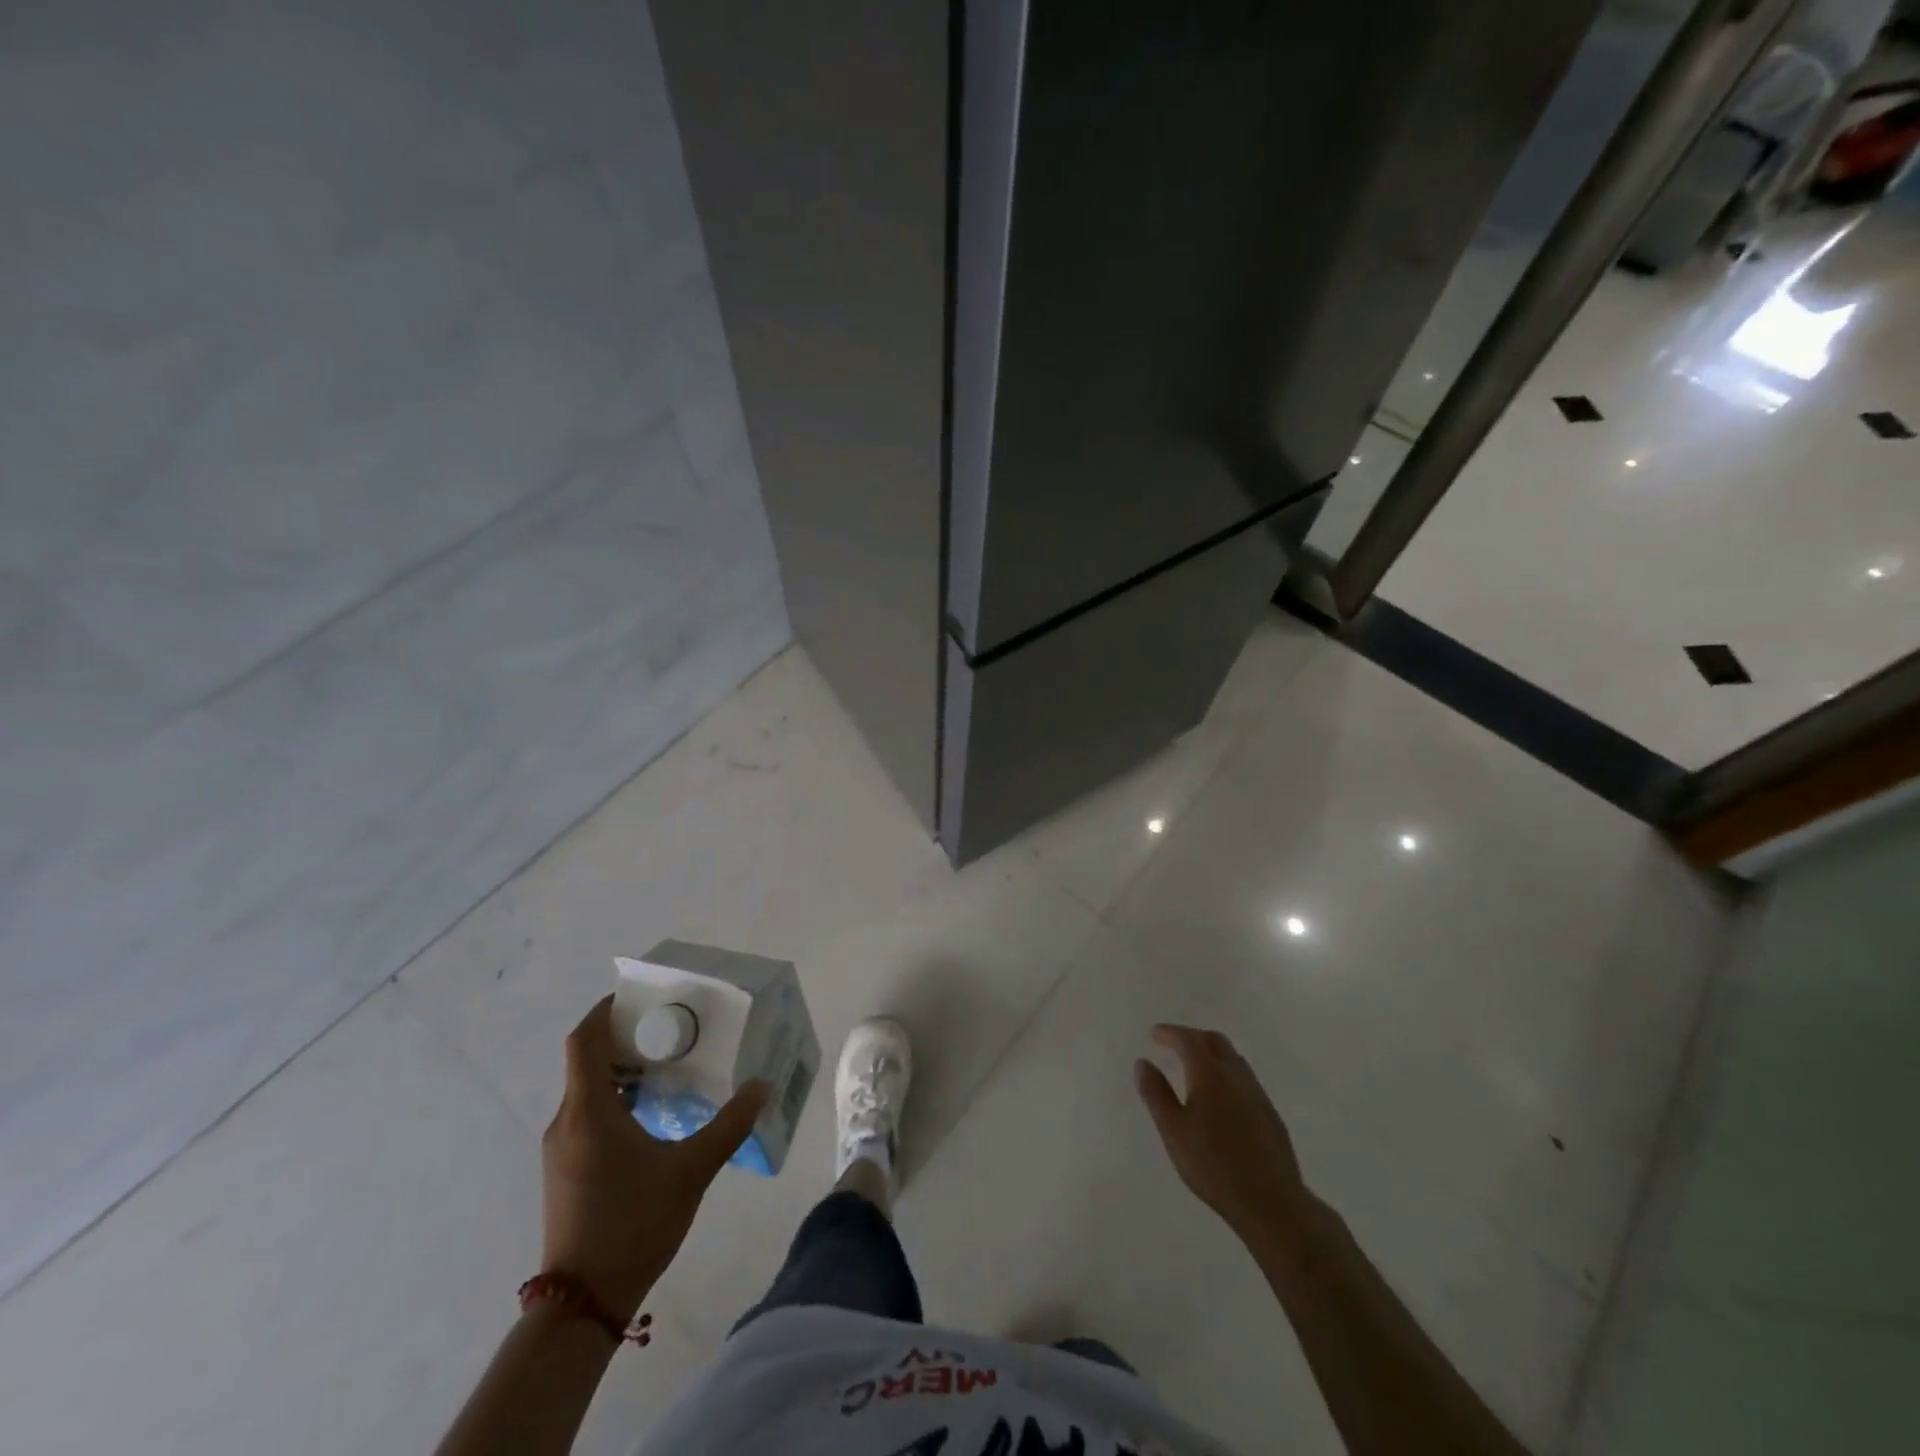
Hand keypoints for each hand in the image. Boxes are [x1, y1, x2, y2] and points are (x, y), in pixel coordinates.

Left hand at [541, 996, 765, 1319]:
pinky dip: (616, 1098)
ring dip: (622, 1070)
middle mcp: (566, 1121)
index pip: (585, 1039)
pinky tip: (652, 1114)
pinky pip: (587, 1115)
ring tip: (668, 1066)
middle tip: (670, 1028)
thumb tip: (762, 1086)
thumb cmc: (634, 1223)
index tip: (641, 996)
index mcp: (588, 1111)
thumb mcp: (692, 1170)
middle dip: (625, 1037)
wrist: (582, 1303)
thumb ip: (730, 1124)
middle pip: (587, 1060)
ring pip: (587, 1089)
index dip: (607, 1010)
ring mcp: (561, 1149)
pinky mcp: (565, 1170)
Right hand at [1136, 1024, 1314, 1245]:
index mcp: (1209, 1074)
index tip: (1153, 1034)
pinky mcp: (1270, 1113)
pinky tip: (1220, 1096)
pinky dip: (1226, 1072)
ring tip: (1194, 1067)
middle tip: (1172, 1045)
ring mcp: (1257, 1094)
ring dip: (1211, 1053)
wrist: (1272, 1202)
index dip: (1169, 1032)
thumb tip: (1143, 1062)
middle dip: (1191, 1037)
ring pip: (1233, 1058)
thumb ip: (1156, 1094)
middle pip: (1214, 1041)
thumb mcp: (1174, 1131)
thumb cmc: (1213, 1166)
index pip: (1188, 1040)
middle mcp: (1235, 1075)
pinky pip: (1244, 1078)